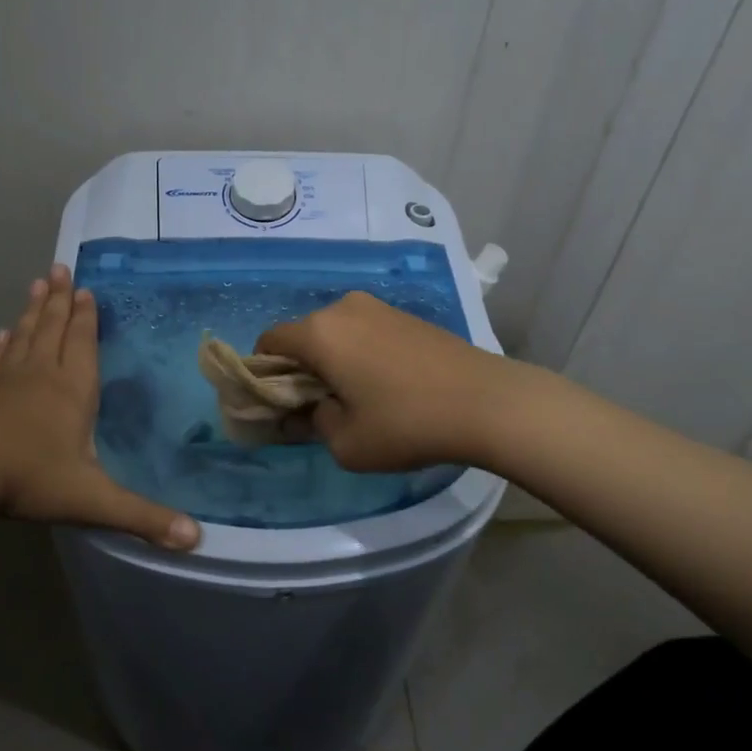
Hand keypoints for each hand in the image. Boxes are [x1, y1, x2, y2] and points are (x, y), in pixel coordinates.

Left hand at [0, 265, 200, 550]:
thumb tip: (196, 539)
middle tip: (60, 268)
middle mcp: (40, 376)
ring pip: (24, 337)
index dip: (86, 317)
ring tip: (38, 284)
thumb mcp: (92, 501)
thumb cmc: (30, 479)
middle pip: (52, 329)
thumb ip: (143, 518)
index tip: (86, 289)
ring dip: (33, 311)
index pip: (82, 343)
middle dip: (60, 300)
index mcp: (71, 391)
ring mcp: (5, 382)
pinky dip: (2, 345)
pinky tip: (2, 334)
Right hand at [256, 291, 508, 471]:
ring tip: (356, 396)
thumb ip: (312, 423)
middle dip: (300, 367)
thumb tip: (310, 410)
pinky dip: (359, 353)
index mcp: (319, 333)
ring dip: (332, 359)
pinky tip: (384, 384)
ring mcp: (378, 307)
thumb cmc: (406, 424)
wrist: (488, 402)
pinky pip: (364, 331)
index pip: (269, 341)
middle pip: (303, 335)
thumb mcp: (346, 443)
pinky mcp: (406, 315)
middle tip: (316, 405)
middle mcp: (343, 308)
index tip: (277, 403)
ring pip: (336, 332)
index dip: (263, 372)